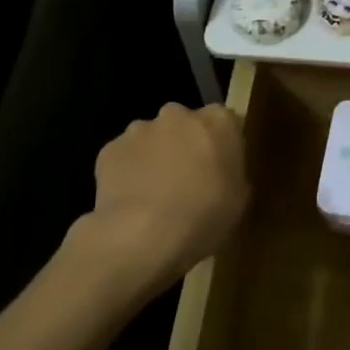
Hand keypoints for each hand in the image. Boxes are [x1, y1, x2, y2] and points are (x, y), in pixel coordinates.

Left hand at [74, 103, 248, 295]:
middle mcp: (179, 114)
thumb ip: (232, 174)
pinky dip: (127, 172)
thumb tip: (222, 172)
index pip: (225, 121)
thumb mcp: (239, 201)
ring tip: (153, 196)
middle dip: (184, 145)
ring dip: (154, 157)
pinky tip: (130, 202)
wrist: (143, 235)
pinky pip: (124, 157)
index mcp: (218, 121)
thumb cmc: (204, 216)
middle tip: (186, 181)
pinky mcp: (110, 149)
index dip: (221, 145)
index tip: (219, 169)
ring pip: (151, 139)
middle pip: (184, 124)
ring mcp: (140, 129)